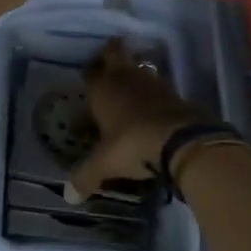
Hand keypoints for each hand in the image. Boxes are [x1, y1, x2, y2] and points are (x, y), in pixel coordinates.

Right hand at [65, 39, 212, 202]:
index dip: (90, 74)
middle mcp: (125, 78)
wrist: (181, 140)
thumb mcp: (105, 164)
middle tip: (109, 62)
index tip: (89, 78)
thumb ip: (86, 177)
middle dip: (112, 54)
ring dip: (135, 73)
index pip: (91, 72)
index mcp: (102, 89)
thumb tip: (68, 196)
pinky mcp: (175, 93)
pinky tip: (153, 107)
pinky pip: (159, 86)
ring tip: (130, 87)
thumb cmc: (132, 145)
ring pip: (139, 68)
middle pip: (116, 54)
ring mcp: (152, 82)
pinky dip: (154, 92)